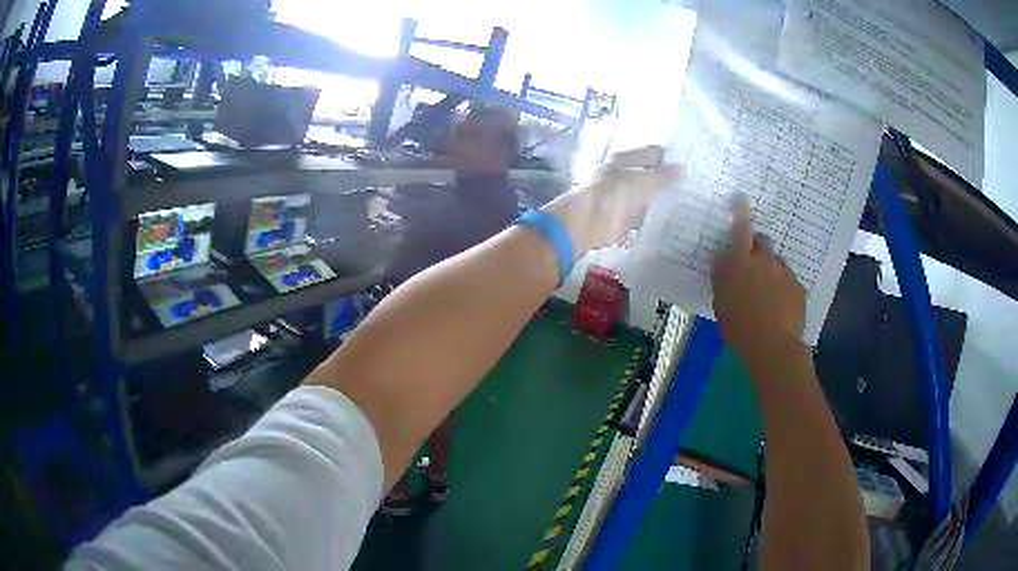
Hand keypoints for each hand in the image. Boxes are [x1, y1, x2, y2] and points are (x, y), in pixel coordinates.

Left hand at [545, 146, 683, 255]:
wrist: (587, 222)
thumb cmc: (613, 194)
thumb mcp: (642, 181)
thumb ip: (664, 175)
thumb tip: (686, 169)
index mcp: (625, 159)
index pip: (654, 152)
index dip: (672, 156)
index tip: (694, 162)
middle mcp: (625, 174)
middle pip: (652, 173)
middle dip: (672, 177)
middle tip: (699, 183)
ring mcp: (625, 195)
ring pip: (651, 192)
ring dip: (666, 196)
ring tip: (694, 199)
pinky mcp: (626, 215)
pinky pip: (647, 211)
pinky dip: (659, 212)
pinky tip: (677, 215)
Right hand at [712, 196, 805, 356]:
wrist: (773, 346)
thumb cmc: (739, 328)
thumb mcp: (722, 303)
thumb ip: (724, 279)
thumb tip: (726, 265)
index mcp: (739, 263)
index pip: (740, 229)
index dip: (740, 212)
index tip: (740, 198)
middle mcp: (762, 261)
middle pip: (761, 241)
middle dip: (756, 247)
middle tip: (753, 265)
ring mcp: (783, 272)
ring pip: (775, 262)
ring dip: (770, 270)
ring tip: (767, 296)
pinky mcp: (797, 287)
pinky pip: (788, 281)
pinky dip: (783, 289)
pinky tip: (779, 308)